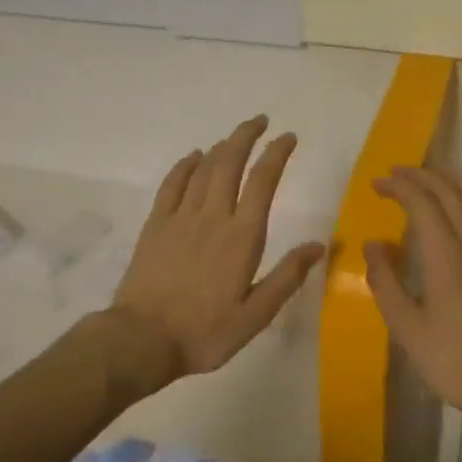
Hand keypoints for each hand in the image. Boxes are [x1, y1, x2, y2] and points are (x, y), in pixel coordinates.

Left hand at [105, 117, 325, 396]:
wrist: (142, 340)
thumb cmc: (205, 332)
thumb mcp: (256, 315)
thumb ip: (287, 277)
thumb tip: (319, 245)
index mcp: (242, 237)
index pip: (263, 182)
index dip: (277, 154)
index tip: (288, 137)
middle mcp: (212, 217)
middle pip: (230, 163)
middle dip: (246, 136)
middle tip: (260, 120)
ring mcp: (180, 218)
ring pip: (203, 169)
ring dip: (221, 146)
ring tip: (234, 136)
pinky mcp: (155, 225)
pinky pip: (172, 184)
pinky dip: (185, 165)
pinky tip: (194, 157)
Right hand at [364, 166, 461, 425]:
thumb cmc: (451, 360)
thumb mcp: (405, 327)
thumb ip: (385, 280)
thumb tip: (373, 243)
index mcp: (448, 256)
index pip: (424, 203)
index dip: (399, 186)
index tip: (377, 184)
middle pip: (450, 191)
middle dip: (421, 175)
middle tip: (394, 173)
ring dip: (448, 180)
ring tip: (425, 176)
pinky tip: (455, 207)